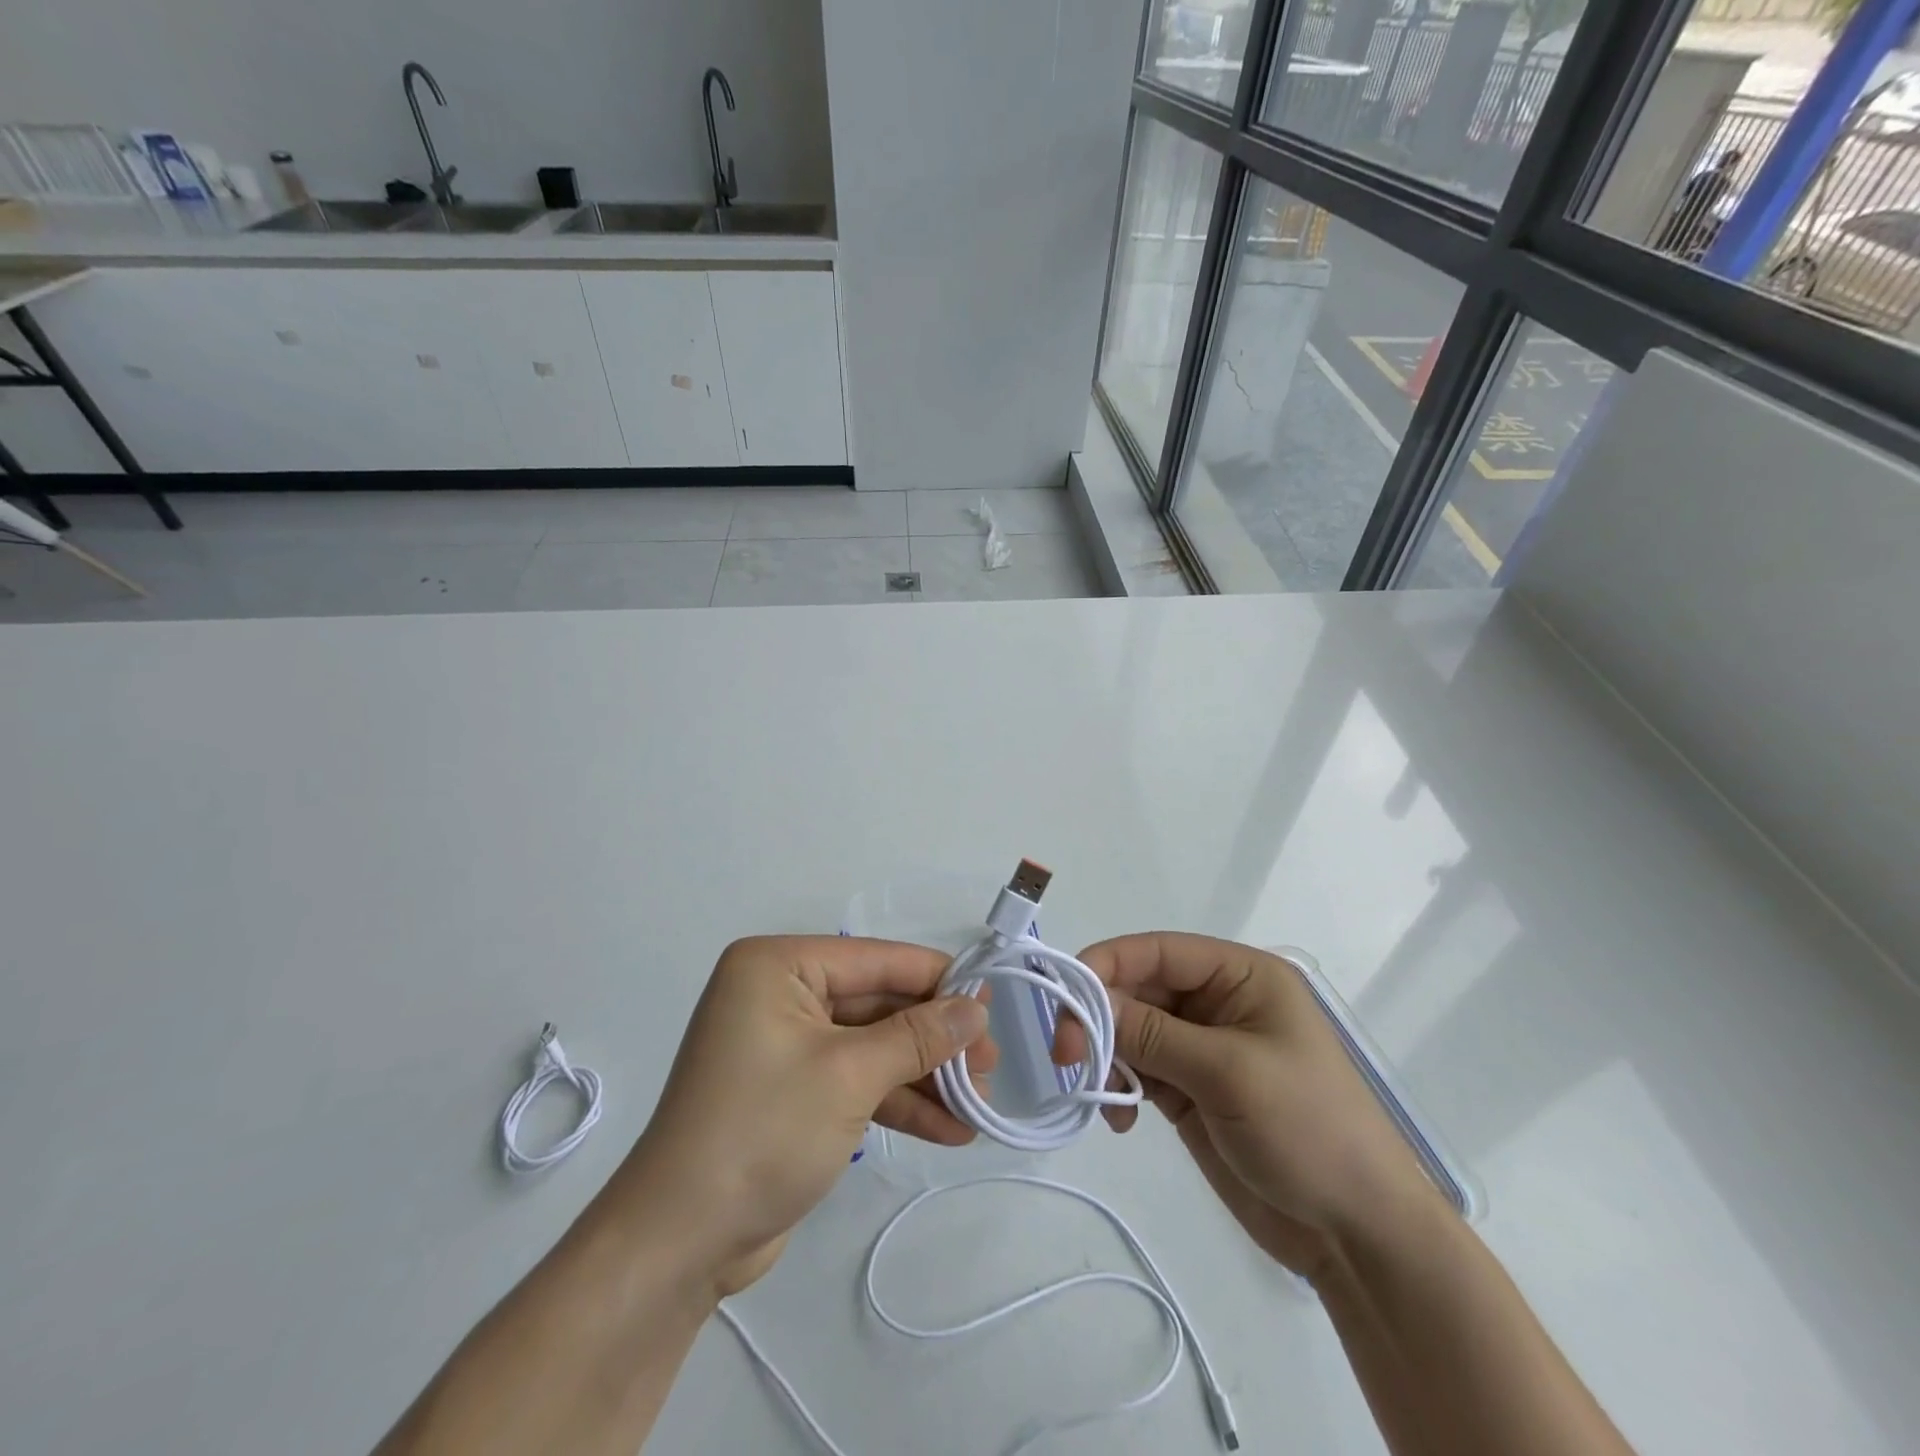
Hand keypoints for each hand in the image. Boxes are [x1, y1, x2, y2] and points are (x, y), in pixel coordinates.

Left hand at [604, 936, 993, 1297]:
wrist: (679, 1243)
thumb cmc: (763, 1131)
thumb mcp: (849, 1075)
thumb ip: (918, 1037)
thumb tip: (976, 1008)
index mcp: (779, 966)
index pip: (876, 960)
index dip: (938, 981)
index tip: (993, 1003)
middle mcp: (781, 993)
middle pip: (878, 1004)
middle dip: (935, 1040)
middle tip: (992, 1065)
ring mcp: (787, 1045)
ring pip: (872, 1046)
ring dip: (924, 1076)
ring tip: (980, 1104)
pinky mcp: (793, 1092)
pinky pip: (856, 1081)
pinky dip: (898, 1102)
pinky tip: (949, 1130)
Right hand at [1059, 933, 1433, 1280]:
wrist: (1359, 1237)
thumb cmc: (1308, 1131)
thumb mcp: (1228, 1073)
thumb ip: (1153, 1033)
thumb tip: (1088, 1002)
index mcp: (1241, 976)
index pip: (1158, 951)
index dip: (1107, 965)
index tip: (1064, 998)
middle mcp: (1219, 1002)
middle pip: (1139, 989)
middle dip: (1101, 1017)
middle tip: (1067, 1056)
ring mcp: (1204, 1048)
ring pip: (1133, 1029)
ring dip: (1108, 1054)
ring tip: (1103, 1093)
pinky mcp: (1193, 1090)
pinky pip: (1141, 1070)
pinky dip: (1121, 1086)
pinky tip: (1122, 1120)